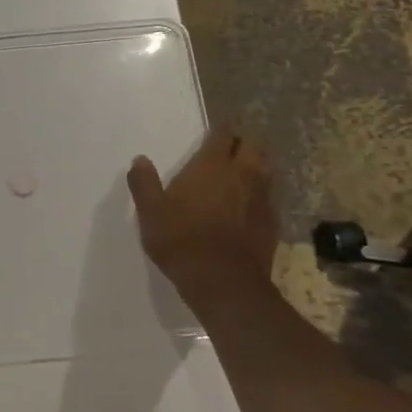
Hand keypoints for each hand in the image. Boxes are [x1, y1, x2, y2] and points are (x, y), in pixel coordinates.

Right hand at [127, 127, 278, 290]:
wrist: (223, 282)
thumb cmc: (181, 240)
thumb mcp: (150, 212)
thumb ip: (144, 183)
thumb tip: (140, 160)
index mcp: (212, 166)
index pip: (223, 135)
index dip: (221, 129)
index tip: (217, 128)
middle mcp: (243, 175)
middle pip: (254, 147)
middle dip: (244, 143)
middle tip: (230, 149)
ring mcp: (262, 199)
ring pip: (267, 171)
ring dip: (257, 167)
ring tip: (242, 173)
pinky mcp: (272, 224)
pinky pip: (269, 199)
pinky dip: (260, 196)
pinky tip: (249, 207)